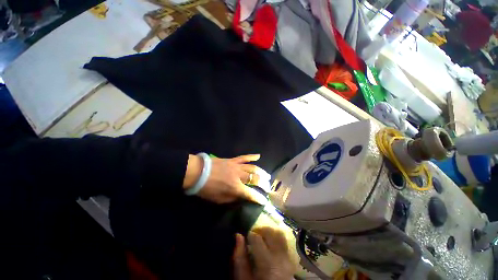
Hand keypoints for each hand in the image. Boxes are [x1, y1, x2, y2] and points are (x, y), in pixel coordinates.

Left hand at [183, 154, 268, 203]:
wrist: (198, 173)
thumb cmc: (207, 189)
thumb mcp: (219, 200)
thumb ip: (233, 199)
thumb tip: (242, 197)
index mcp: (236, 188)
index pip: (251, 194)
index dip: (259, 198)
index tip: (265, 201)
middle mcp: (239, 176)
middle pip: (255, 179)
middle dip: (263, 184)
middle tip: (268, 186)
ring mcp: (237, 166)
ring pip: (253, 168)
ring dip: (261, 171)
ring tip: (267, 175)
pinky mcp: (233, 160)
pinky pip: (244, 157)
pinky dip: (252, 156)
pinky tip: (258, 156)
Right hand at [233, 228, 295, 279]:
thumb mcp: (244, 278)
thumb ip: (239, 258)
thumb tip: (238, 236)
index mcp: (267, 264)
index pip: (257, 239)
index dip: (250, 234)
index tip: (246, 238)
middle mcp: (280, 258)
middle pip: (271, 232)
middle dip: (261, 229)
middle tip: (254, 234)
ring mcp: (288, 258)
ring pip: (280, 234)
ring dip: (269, 231)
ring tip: (262, 237)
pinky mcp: (291, 258)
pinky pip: (284, 241)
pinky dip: (276, 238)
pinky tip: (270, 244)